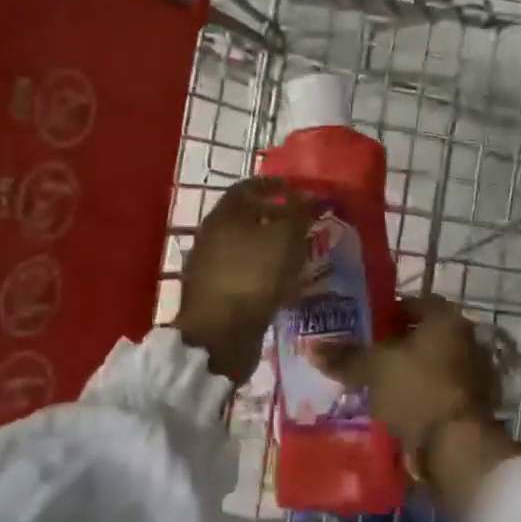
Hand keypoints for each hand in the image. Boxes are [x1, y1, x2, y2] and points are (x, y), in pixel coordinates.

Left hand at [176, 178, 312, 382]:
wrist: (220, 335)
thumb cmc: (254, 276)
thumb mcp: (285, 238)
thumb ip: (299, 213)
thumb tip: (311, 195)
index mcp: (224, 214)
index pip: (250, 187)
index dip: (276, 186)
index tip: (300, 192)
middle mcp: (211, 234)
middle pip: (247, 217)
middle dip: (276, 218)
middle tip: (304, 225)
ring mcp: (209, 265)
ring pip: (246, 246)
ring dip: (271, 247)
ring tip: (298, 255)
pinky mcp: (214, 293)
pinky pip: (244, 272)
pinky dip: (263, 271)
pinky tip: (282, 283)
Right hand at [333, 296, 520, 510]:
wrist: (459, 447)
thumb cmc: (417, 390)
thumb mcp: (374, 369)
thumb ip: (346, 356)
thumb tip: (313, 349)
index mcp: (446, 318)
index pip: (412, 303)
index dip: (385, 313)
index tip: (362, 327)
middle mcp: (467, 338)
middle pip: (423, 335)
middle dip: (395, 345)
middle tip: (365, 357)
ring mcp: (476, 373)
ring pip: (431, 365)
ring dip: (408, 373)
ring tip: (376, 386)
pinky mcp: (475, 404)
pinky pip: (439, 391)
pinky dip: (420, 396)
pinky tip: (397, 409)